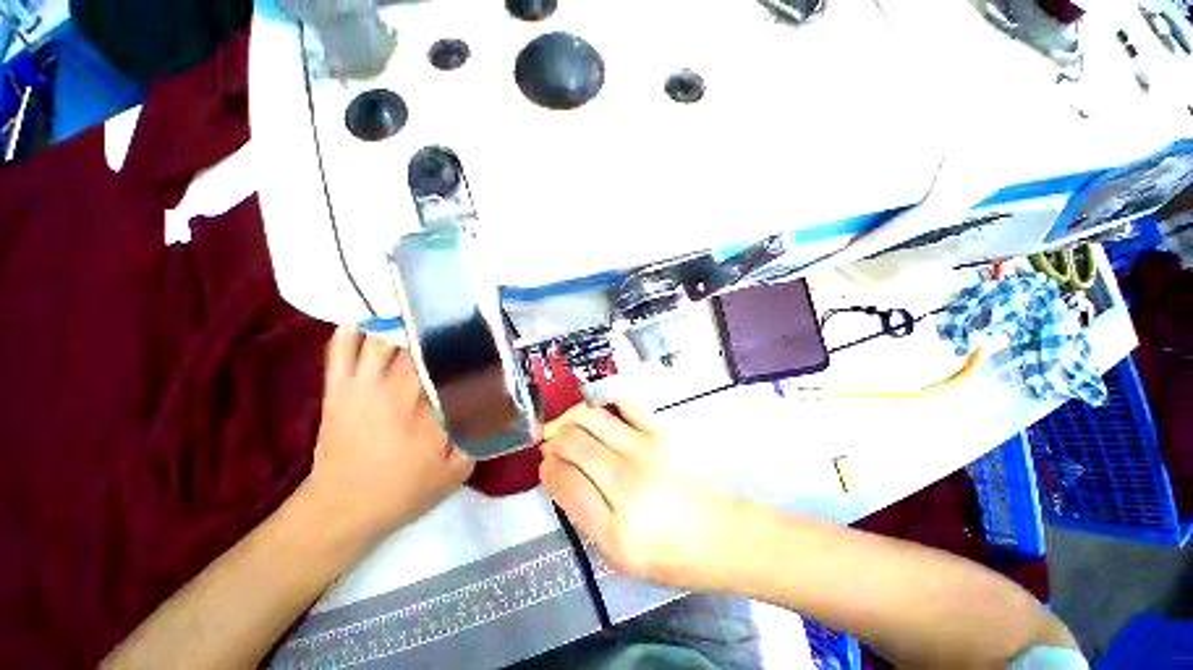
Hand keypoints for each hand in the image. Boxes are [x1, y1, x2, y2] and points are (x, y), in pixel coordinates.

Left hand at [306, 326, 473, 542]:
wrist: (340, 509)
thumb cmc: (402, 491)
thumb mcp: (456, 472)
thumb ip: (481, 437)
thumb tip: (504, 410)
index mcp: (429, 410)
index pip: (455, 367)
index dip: (470, 350)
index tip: (484, 341)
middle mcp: (397, 389)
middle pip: (421, 345)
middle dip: (440, 333)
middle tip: (455, 325)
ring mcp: (363, 386)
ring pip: (384, 339)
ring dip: (402, 326)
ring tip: (419, 317)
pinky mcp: (337, 389)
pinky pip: (340, 349)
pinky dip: (353, 332)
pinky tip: (370, 324)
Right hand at [540, 402, 749, 590]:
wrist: (719, 533)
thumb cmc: (669, 554)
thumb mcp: (618, 556)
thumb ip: (583, 517)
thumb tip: (561, 476)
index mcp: (615, 528)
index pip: (564, 481)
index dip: (547, 469)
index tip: (546, 465)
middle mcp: (627, 483)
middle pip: (573, 443)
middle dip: (554, 442)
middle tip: (553, 446)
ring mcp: (646, 451)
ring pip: (591, 419)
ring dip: (571, 420)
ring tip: (569, 429)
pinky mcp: (661, 432)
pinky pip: (625, 403)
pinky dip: (605, 402)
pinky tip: (598, 411)